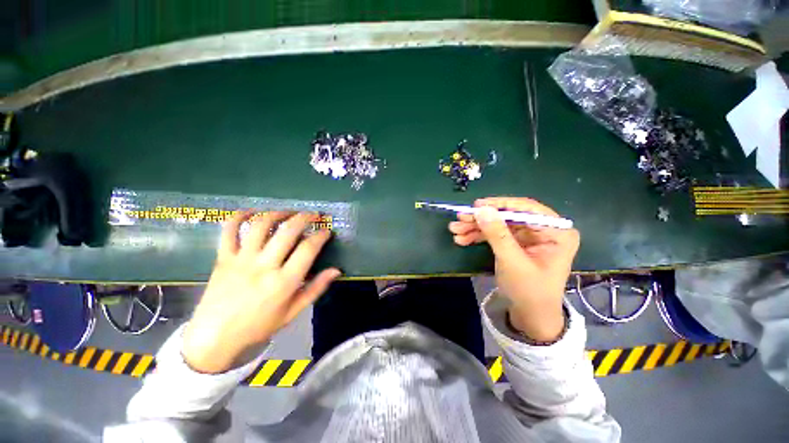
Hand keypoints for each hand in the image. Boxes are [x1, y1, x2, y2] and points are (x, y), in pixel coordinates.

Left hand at [182, 210, 340, 373]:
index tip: (327, 231)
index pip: (308, 249)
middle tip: (314, 214)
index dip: (321, 235)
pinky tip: (252, 211)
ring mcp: (241, 260)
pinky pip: (229, 231)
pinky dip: (239, 217)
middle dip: (305, 218)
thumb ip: (316, 288)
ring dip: (278, 213)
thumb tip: (336, 270)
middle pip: (288, 232)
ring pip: (261, 226)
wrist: (215, 338)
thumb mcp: (293, 312)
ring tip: (289, 211)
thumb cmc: (259, 326)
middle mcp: (264, 266)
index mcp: (284, 282)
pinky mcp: (223, 258)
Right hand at [448, 197, 579, 340]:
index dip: (499, 205)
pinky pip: (495, 234)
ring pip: (498, 225)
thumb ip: (497, 234)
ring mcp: (528, 237)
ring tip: (455, 231)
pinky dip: (479, 236)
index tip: (476, 205)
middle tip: (460, 218)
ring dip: (476, 227)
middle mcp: (543, 230)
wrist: (530, 316)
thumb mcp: (512, 262)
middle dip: (482, 219)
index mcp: (556, 232)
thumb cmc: (529, 291)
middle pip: (508, 216)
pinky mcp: (515, 243)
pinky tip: (462, 239)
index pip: (526, 209)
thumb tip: (481, 209)